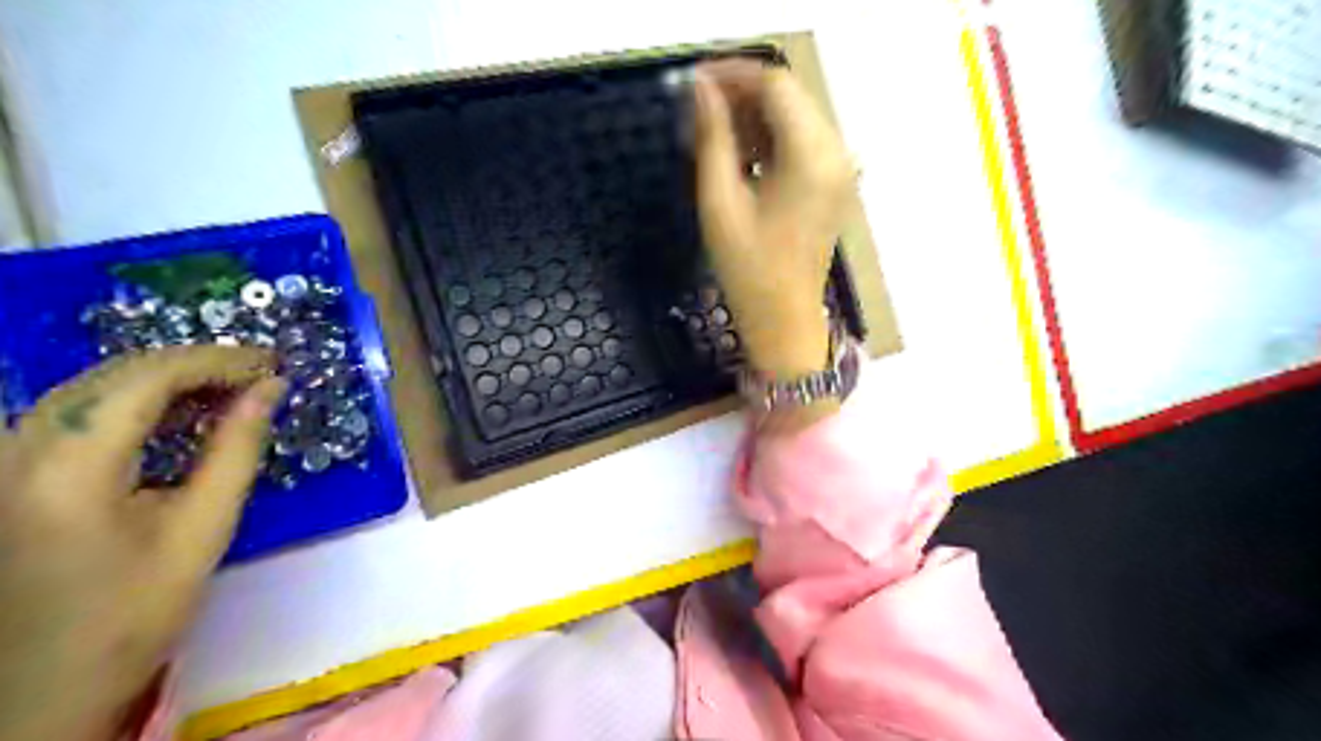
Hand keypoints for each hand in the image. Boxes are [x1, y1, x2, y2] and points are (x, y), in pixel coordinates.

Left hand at [1, 346, 286, 740]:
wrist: (38, 686)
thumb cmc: (131, 614)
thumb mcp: (203, 530)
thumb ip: (238, 450)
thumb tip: (271, 389)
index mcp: (67, 469)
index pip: (147, 377)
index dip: (217, 361)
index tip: (274, 365)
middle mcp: (16, 449)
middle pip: (115, 373)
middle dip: (197, 364)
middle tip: (261, 374)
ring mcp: (2, 459)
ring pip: (93, 385)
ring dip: (168, 379)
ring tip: (232, 389)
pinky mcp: (5, 471)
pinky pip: (76, 410)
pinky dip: (136, 402)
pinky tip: (179, 413)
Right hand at [693, 59, 858, 381]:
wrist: (784, 321)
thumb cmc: (749, 269)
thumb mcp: (720, 202)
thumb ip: (712, 138)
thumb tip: (700, 90)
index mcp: (812, 155)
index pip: (775, 86)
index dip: (733, 76)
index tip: (694, 83)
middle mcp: (836, 152)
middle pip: (789, 97)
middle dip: (743, 94)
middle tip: (698, 107)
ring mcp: (839, 169)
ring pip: (796, 118)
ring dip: (755, 117)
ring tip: (712, 131)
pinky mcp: (833, 185)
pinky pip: (803, 143)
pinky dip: (772, 139)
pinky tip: (740, 155)